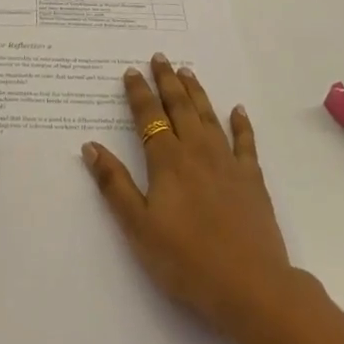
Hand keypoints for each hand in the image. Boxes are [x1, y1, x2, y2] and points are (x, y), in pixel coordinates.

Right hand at [82, 55, 293, 341]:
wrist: (251, 286)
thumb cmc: (186, 260)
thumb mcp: (138, 227)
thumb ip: (115, 185)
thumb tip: (91, 146)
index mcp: (168, 162)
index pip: (149, 118)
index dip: (138, 93)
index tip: (131, 72)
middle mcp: (197, 152)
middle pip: (180, 108)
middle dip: (167, 81)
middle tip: (160, 58)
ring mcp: (228, 163)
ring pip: (209, 117)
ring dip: (196, 93)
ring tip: (187, 72)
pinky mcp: (252, 180)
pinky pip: (246, 142)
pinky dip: (241, 124)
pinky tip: (237, 111)